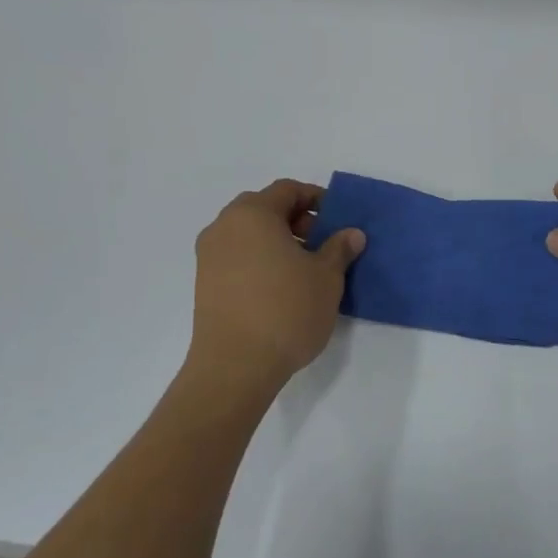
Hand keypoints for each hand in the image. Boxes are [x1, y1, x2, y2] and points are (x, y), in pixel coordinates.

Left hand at [190, 180, 364, 378]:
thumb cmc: (286, 310)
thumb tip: (351, 234)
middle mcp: (224, 227)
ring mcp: (209, 256)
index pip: (288, 190)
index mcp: (253, 214)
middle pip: (265, 209)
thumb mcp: (327, 277)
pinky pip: (238, 257)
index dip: (317, 199)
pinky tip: (282, 287)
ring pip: (249, 234)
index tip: (338, 220)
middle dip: (297, 220)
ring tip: (306, 269)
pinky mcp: (205, 283)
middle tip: (323, 243)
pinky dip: (261, 260)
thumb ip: (339, 249)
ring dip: (278, 241)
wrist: (235, 366)